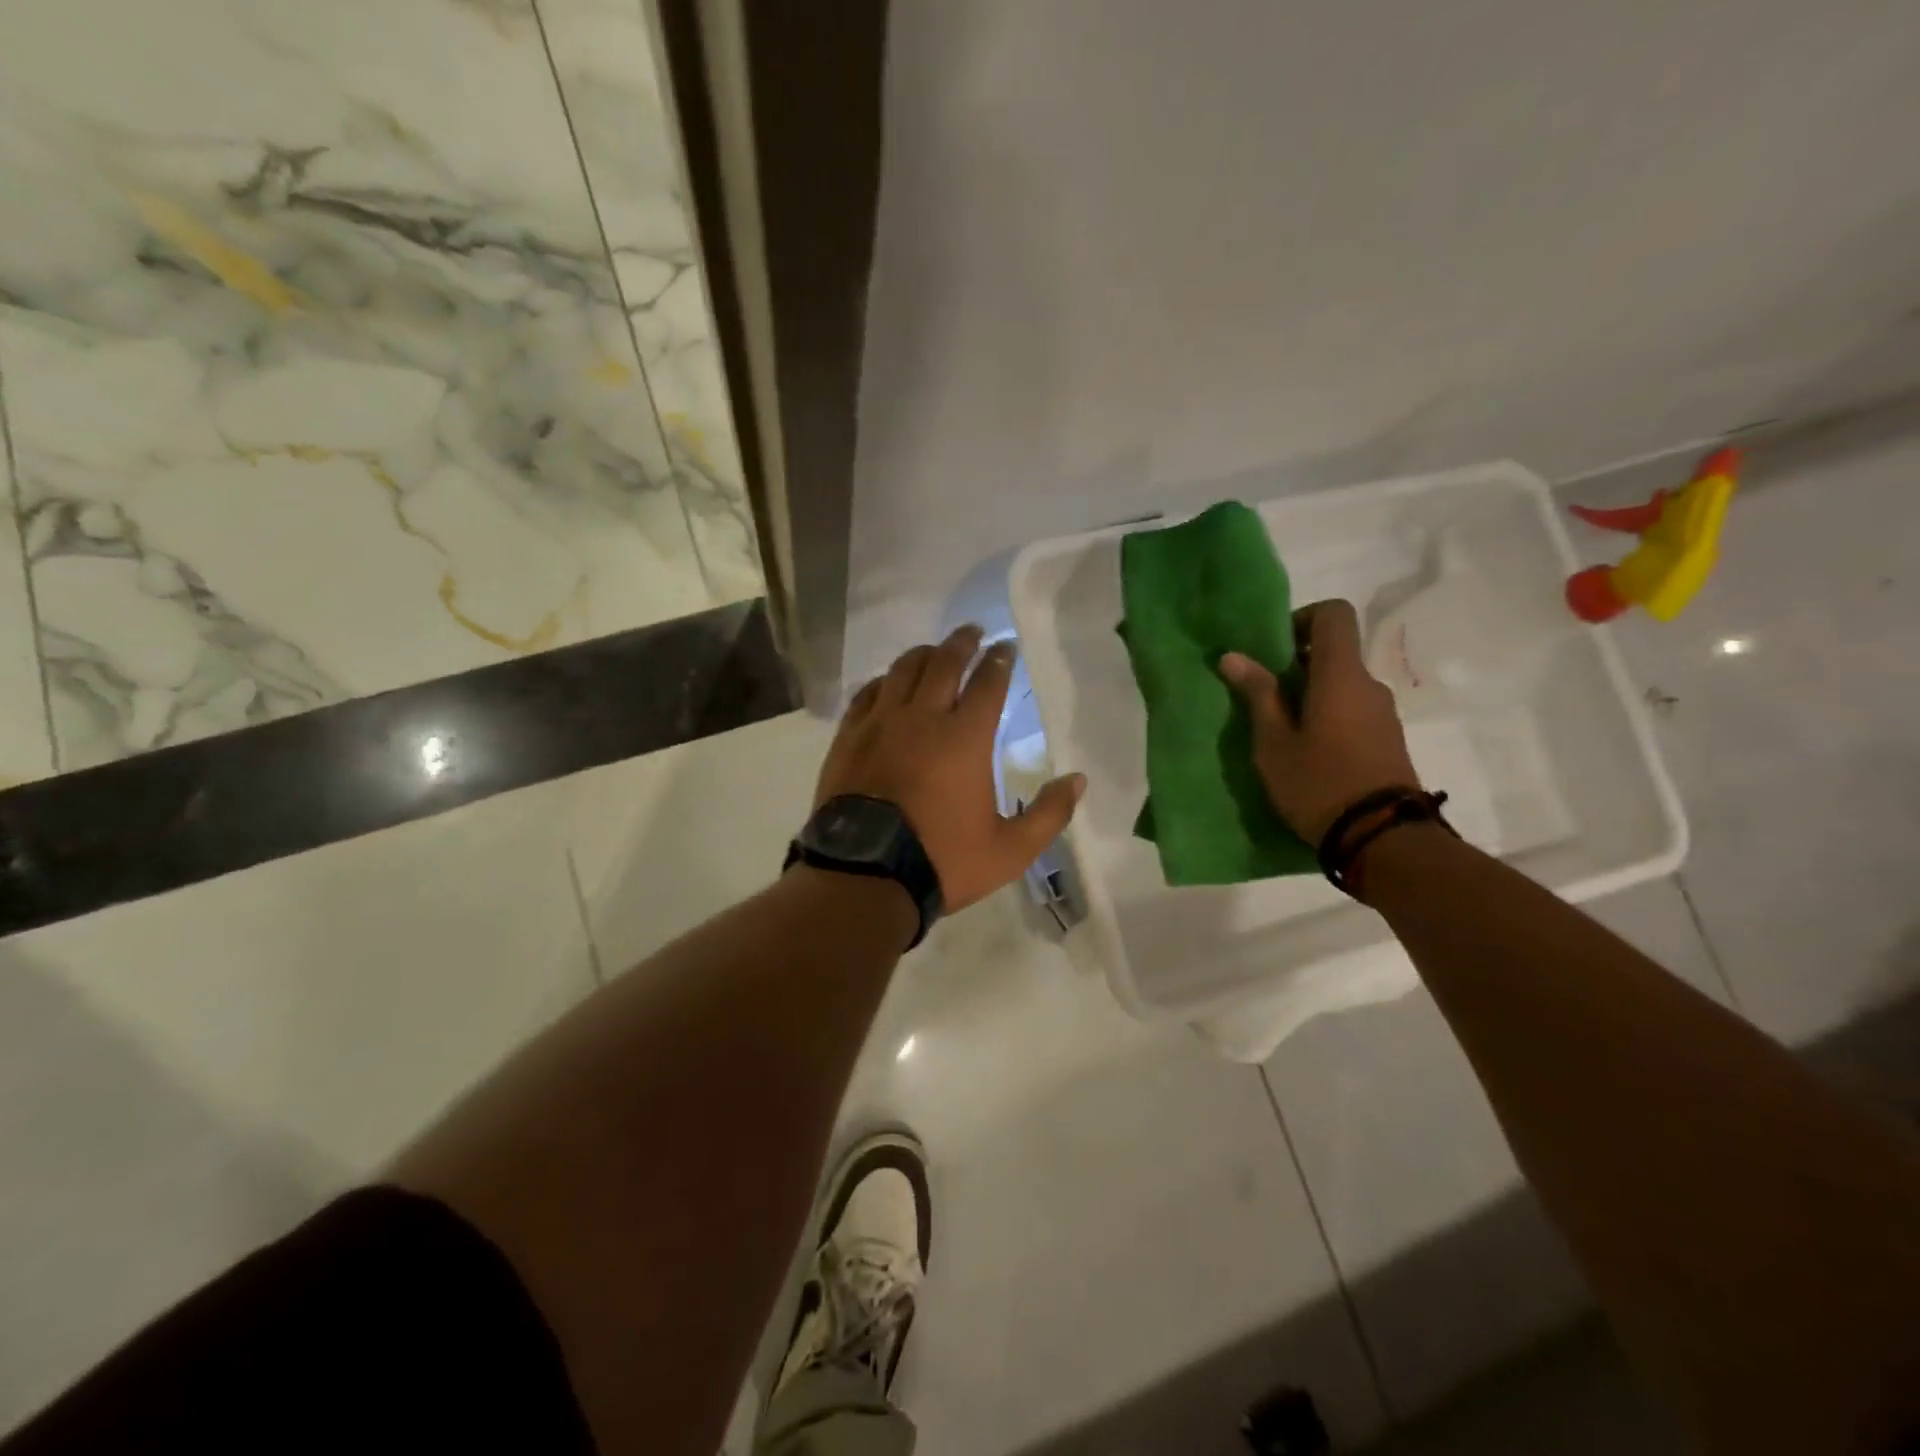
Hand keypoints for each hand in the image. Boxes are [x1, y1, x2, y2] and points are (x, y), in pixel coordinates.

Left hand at [816, 626, 1084, 913]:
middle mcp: (923, 718)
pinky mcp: (849, 737)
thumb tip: (1078, 780)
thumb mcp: (1010, 850)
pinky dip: (884, 680)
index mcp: (965, 738)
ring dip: (924, 654)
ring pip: (903, 670)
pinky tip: (889, 682)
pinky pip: (867, 693)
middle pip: (944, 663)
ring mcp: (880, 724)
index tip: (1007, 647)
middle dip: (963, 643)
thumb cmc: (943, 860)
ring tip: (934, 651)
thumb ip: (1049, 814)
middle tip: (973, 632)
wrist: (866, 875)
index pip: (988, 683)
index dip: (1000, 660)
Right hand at [1218, 599, 1419, 845]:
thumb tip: (1233, 656)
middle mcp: (1368, 684)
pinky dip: (1327, 714)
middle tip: (1262, 694)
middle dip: (1296, 663)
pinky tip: (1306, 750)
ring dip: (1310, 693)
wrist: (1381, 838)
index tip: (1273, 648)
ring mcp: (1383, 713)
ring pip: (1342, 683)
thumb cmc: (1318, 783)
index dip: (1302, 618)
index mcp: (1341, 676)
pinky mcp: (1387, 739)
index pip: (1334, 614)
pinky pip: (1353, 709)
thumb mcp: (1273, 742)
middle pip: (1335, 651)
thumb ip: (1258, 694)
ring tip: (1279, 729)